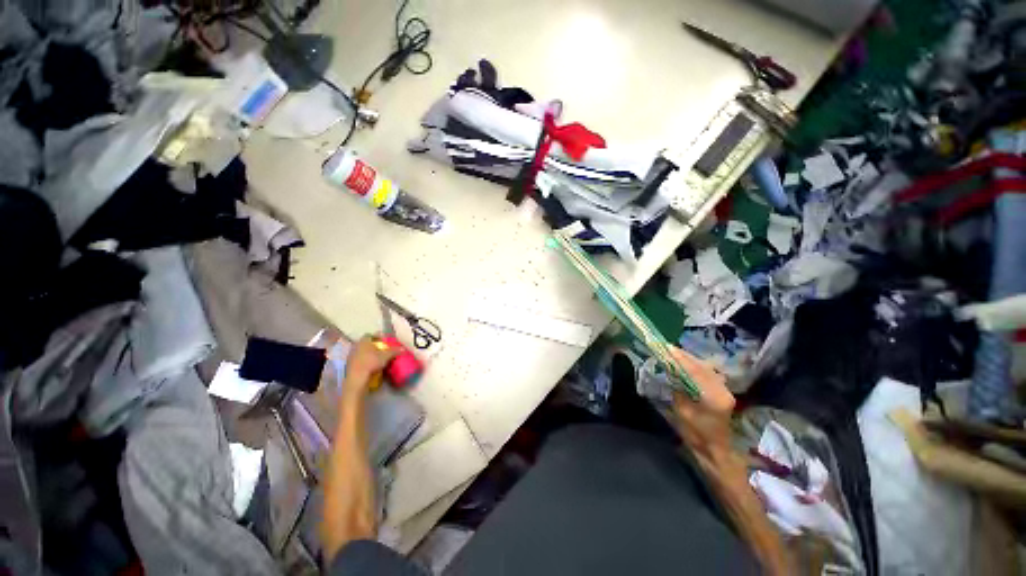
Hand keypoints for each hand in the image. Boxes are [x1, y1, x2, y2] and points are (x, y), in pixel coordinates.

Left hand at [343, 335, 398, 396]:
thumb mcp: (386, 356)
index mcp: (363, 341)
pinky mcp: (349, 365)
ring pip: (361, 352)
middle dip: (373, 346)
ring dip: (368, 354)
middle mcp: (356, 346)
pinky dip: (364, 361)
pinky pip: (358, 360)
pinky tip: (370, 366)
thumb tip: (403, 349)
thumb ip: (394, 351)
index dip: (377, 337)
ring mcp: (351, 356)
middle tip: (381, 349)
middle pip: (365, 343)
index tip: (383, 341)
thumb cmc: (371, 362)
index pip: (370, 335)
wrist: (357, 377)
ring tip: (376, 358)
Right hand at [669, 347, 735, 463]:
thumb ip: (678, 388)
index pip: (696, 371)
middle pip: (702, 366)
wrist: (715, 450)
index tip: (667, 349)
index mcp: (714, 397)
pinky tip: (685, 364)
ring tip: (674, 353)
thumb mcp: (682, 411)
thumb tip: (670, 370)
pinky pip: (708, 373)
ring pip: (706, 368)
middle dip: (684, 356)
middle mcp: (723, 390)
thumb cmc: (696, 435)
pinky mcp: (723, 391)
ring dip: (690, 360)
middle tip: (668, 348)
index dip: (681, 359)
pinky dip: (695, 366)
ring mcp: (725, 390)